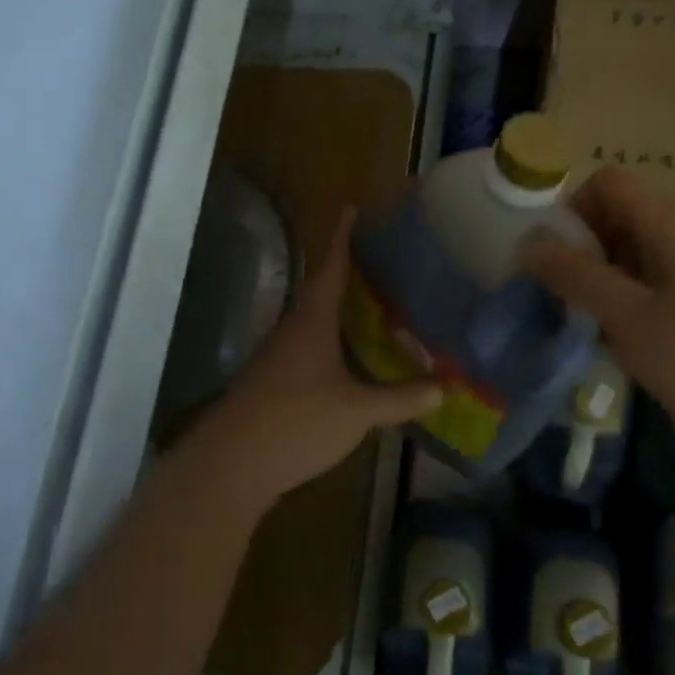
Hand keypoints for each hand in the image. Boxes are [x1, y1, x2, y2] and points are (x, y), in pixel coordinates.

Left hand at [176, 208, 440, 514]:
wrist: (231, 465)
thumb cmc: (296, 422)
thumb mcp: (357, 410)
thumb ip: (400, 398)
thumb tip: (444, 387)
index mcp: (312, 321)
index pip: (330, 267)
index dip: (342, 238)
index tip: (350, 209)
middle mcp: (292, 330)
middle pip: (321, 291)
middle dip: (349, 275)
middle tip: (383, 264)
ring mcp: (278, 358)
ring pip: (314, 323)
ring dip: (340, 312)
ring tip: (375, 309)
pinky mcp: (272, 384)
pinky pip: (309, 350)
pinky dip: (333, 345)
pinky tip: (351, 361)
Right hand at [520, 167, 674, 475]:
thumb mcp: (631, 319)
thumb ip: (577, 277)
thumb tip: (528, 241)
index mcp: (672, 223)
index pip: (607, 183)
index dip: (572, 210)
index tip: (553, 260)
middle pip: (619, 216)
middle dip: (582, 250)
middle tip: (562, 299)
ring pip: (635, 254)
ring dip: (603, 281)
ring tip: (586, 326)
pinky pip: (656, 284)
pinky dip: (630, 303)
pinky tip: (623, 345)